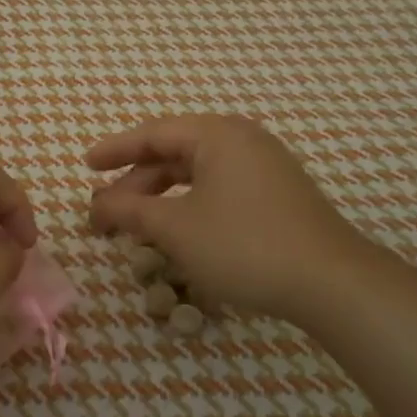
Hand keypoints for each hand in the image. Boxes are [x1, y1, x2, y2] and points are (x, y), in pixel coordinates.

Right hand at [86, 114, 373, 322]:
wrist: (331, 283)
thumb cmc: (243, 245)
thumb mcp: (175, 227)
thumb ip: (130, 210)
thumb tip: (96, 203)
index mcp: (217, 135)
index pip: (153, 134)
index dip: (115, 150)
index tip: (85, 165)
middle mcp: (242, 141)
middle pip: (174, 154)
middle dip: (136, 183)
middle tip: (105, 211)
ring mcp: (264, 168)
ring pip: (196, 175)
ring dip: (161, 198)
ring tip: (135, 226)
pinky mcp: (277, 196)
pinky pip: (218, 190)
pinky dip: (188, 206)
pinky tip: (176, 233)